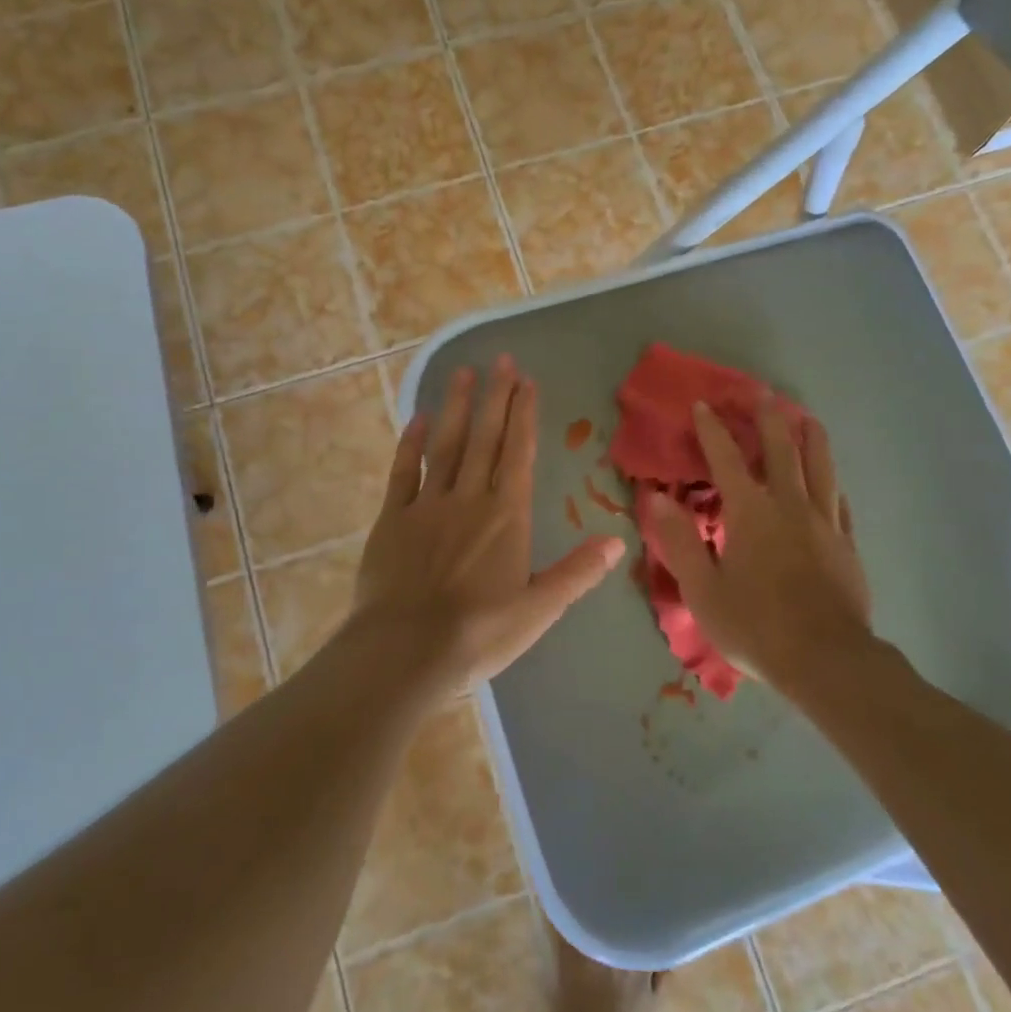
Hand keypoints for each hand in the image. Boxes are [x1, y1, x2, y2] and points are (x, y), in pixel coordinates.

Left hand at [348, 355, 625, 699]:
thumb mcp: (538, 610)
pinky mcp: (393, 518)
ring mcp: (427, 505)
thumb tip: (618, 542)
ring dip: (457, 407)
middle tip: (501, 360)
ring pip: (446, 445)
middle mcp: (469, 499)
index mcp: (506, 517)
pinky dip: (411, 444)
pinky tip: (417, 418)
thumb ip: (576, 573)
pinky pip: (403, 472)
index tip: (526, 381)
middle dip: (495, 397)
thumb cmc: (478, 634)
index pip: (518, 453)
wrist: (404, 651)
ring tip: (463, 373)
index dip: (523, 415)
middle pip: (485, 438)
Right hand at [645, 398, 872, 692]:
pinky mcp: (846, 543)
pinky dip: (831, 481)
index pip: (727, 459)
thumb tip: (656, 497)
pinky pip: (840, 500)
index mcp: (750, 513)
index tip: (703, 404)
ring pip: (820, 466)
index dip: (712, 429)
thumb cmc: (756, 626)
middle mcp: (789, 505)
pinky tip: (832, 479)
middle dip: (768, 418)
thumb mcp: (703, 590)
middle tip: (761, 393)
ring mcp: (824, 522)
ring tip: (806, 417)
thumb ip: (679, 540)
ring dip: (810, 437)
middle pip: (781, 449)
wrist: (828, 661)